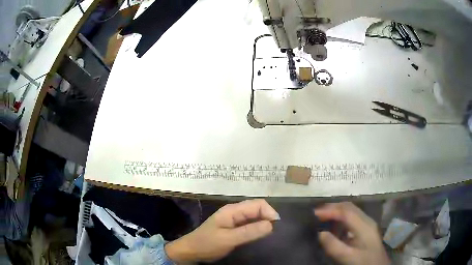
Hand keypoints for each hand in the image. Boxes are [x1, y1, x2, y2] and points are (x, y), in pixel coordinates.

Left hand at [165, 199, 279, 262]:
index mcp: (232, 210)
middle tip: (274, 231)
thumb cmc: (207, 243)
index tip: (275, 226)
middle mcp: (235, 212)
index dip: (269, 212)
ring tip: (270, 234)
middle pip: (257, 209)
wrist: (192, 250)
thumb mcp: (228, 239)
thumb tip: (271, 224)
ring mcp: (234, 220)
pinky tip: (261, 235)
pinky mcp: (234, 228)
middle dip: (268, 217)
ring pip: (254, 216)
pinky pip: (250, 224)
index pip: (257, 204)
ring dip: (264, 222)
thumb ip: (249, 232)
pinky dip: (257, 228)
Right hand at [314, 202, 389, 264]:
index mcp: (364, 226)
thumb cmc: (364, 262)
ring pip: (351, 211)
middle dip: (333, 207)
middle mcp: (367, 220)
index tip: (315, 214)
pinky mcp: (366, 229)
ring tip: (324, 217)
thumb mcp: (347, 257)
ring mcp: (368, 224)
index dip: (330, 210)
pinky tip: (335, 226)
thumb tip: (321, 233)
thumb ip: (334, 246)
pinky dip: (342, 218)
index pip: (346, 212)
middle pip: (349, 207)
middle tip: (317, 213)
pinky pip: (353, 217)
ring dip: (337, 211)